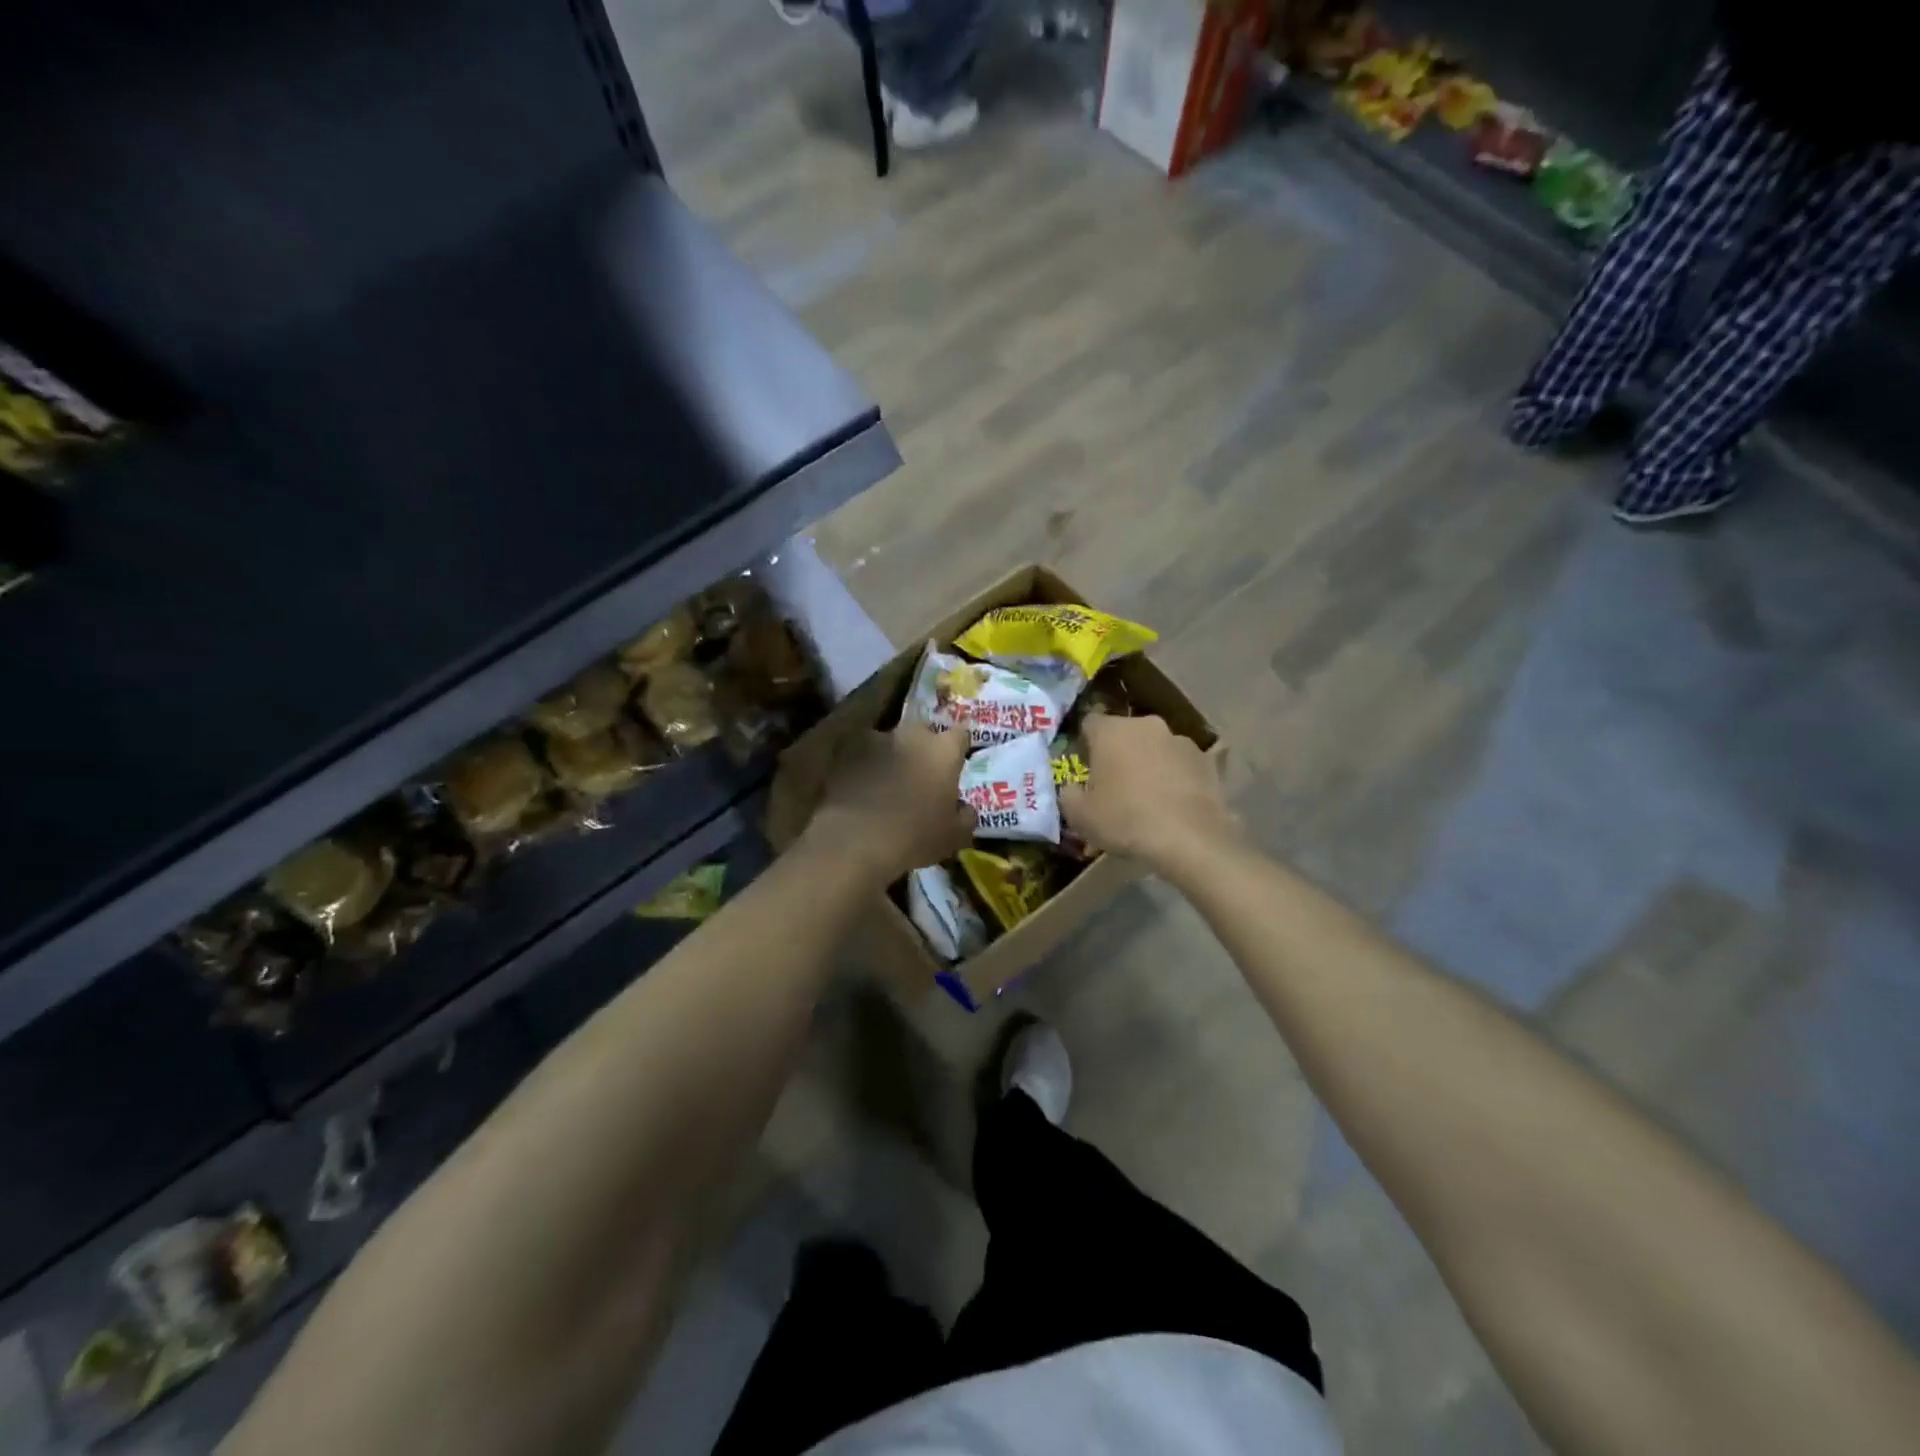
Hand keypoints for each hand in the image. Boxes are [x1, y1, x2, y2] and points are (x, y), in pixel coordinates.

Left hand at [800, 721, 974, 885]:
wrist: (855, 841)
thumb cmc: (915, 837)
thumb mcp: (953, 837)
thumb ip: (966, 817)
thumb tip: (966, 809)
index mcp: (943, 751)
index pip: (961, 734)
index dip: (959, 747)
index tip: (957, 762)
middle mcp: (911, 735)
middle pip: (923, 730)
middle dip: (924, 746)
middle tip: (921, 771)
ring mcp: (875, 739)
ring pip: (889, 740)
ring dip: (891, 754)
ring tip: (886, 780)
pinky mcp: (844, 751)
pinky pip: (859, 752)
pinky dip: (861, 764)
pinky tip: (859, 784)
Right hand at [1060, 714, 1240, 870]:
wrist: (1190, 839)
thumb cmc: (1125, 820)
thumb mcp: (1079, 816)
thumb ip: (1068, 794)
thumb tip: (1072, 788)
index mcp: (1111, 730)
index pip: (1089, 723)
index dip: (1085, 744)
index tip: (1085, 769)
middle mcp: (1146, 725)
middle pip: (1125, 733)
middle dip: (1119, 753)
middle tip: (1115, 785)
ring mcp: (1181, 740)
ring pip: (1156, 747)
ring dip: (1150, 763)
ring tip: (1149, 797)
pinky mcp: (1208, 761)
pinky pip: (1184, 765)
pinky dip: (1178, 777)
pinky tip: (1176, 803)